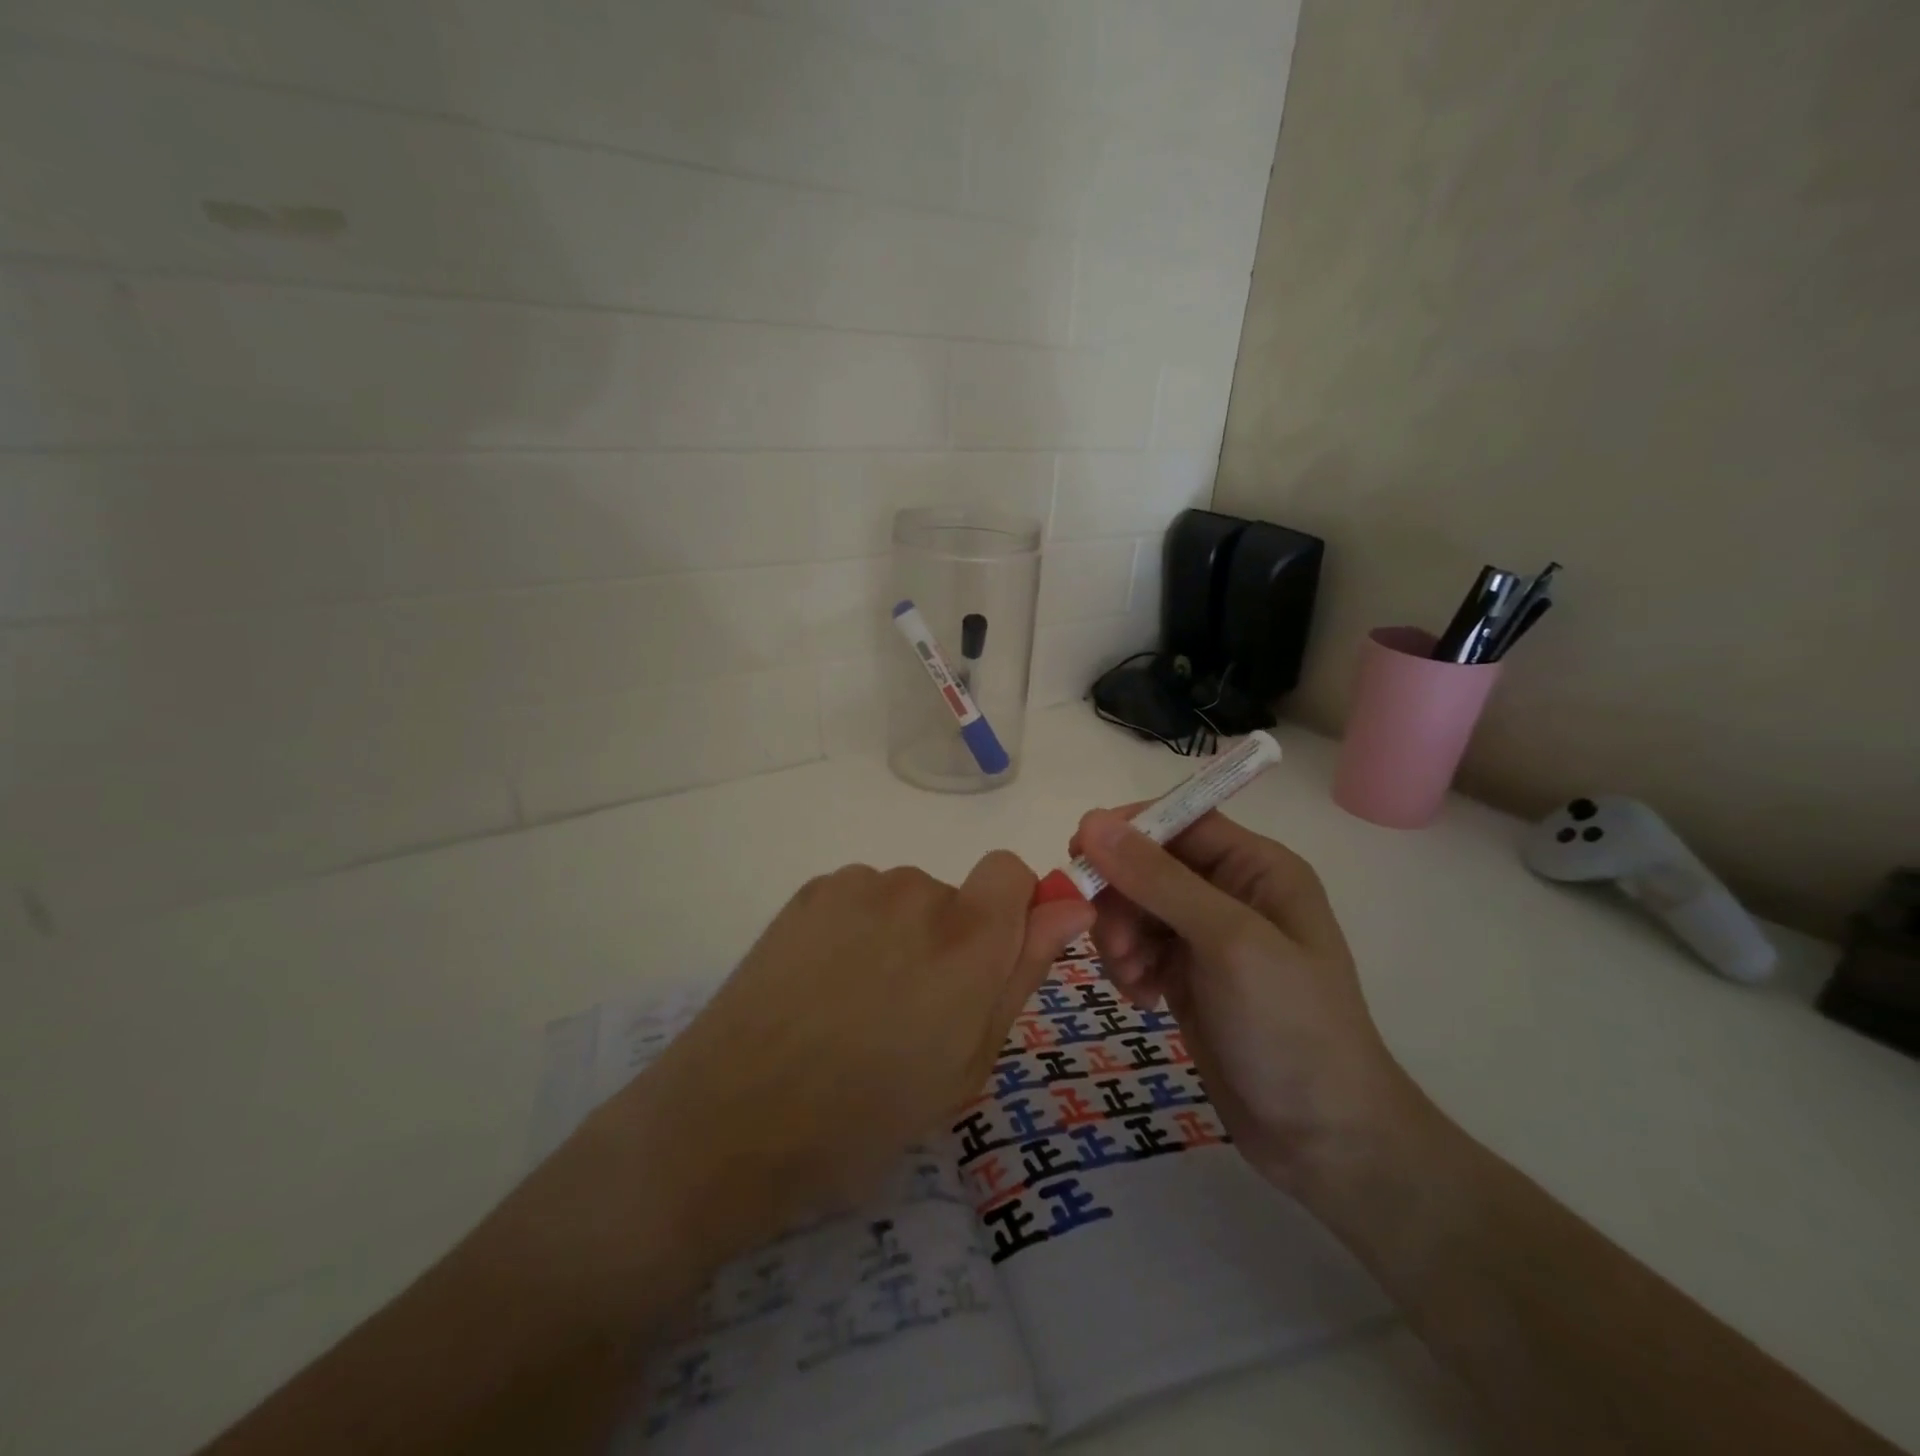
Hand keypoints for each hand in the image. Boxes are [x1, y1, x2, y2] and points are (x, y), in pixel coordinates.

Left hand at [607, 852, 1092, 1259]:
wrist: (732, 1119)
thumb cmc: (865, 1116)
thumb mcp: (967, 1065)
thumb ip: (1022, 974)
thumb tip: (1071, 905)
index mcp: (967, 938)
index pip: (1012, 871)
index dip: (1011, 910)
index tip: (990, 963)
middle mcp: (916, 891)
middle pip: (956, 895)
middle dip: (951, 940)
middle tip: (910, 1013)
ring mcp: (856, 886)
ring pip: (905, 899)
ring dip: (900, 936)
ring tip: (856, 1005)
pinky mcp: (809, 890)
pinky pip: (860, 898)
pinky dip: (857, 929)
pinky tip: (822, 985)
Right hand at [1071, 808, 1415, 1190]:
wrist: (1324, 1140)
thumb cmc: (1289, 1027)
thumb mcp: (1228, 943)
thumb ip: (1159, 879)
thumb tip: (1091, 821)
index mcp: (1257, 867)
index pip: (1179, 819)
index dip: (1128, 830)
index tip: (1080, 854)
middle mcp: (1231, 892)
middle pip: (1148, 864)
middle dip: (1121, 897)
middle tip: (1113, 943)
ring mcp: (1208, 937)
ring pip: (1135, 907)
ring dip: (1120, 937)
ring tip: (1134, 980)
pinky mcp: (1188, 976)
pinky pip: (1138, 947)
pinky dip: (1128, 966)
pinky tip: (1143, 1000)